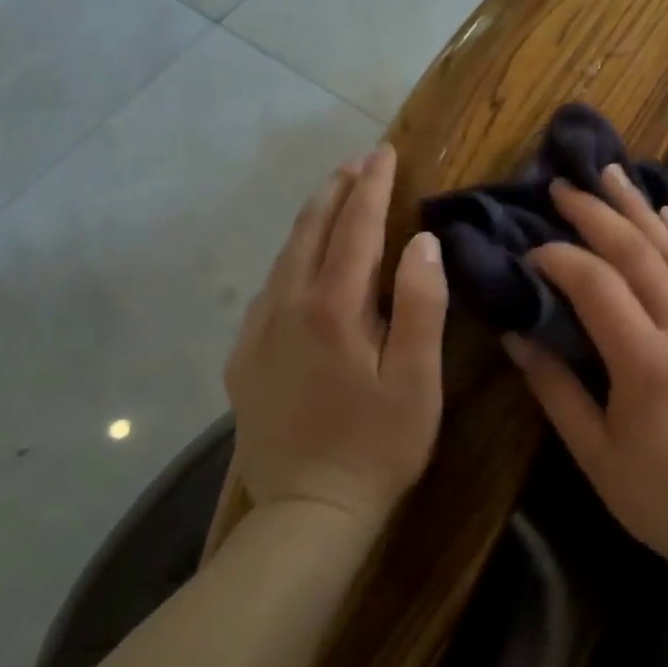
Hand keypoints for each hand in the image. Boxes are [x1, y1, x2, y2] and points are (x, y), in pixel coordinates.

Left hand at [224, 144, 447, 527]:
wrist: (305, 514)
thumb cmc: (378, 445)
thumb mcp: (417, 380)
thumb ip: (422, 305)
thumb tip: (423, 241)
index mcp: (333, 308)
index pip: (355, 227)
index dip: (372, 187)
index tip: (384, 153)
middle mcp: (287, 306)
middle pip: (311, 230)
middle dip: (337, 190)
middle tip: (359, 161)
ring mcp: (258, 332)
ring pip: (285, 256)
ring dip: (313, 218)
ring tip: (335, 195)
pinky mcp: (244, 358)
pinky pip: (269, 288)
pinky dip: (291, 258)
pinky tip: (303, 262)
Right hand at [502, 165, 667, 587]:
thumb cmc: (663, 500)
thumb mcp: (596, 455)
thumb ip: (554, 389)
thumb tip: (515, 334)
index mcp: (648, 362)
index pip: (596, 284)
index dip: (559, 258)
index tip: (529, 250)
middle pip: (638, 251)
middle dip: (596, 212)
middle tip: (563, 184)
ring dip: (639, 208)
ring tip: (611, 172)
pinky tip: (663, 213)